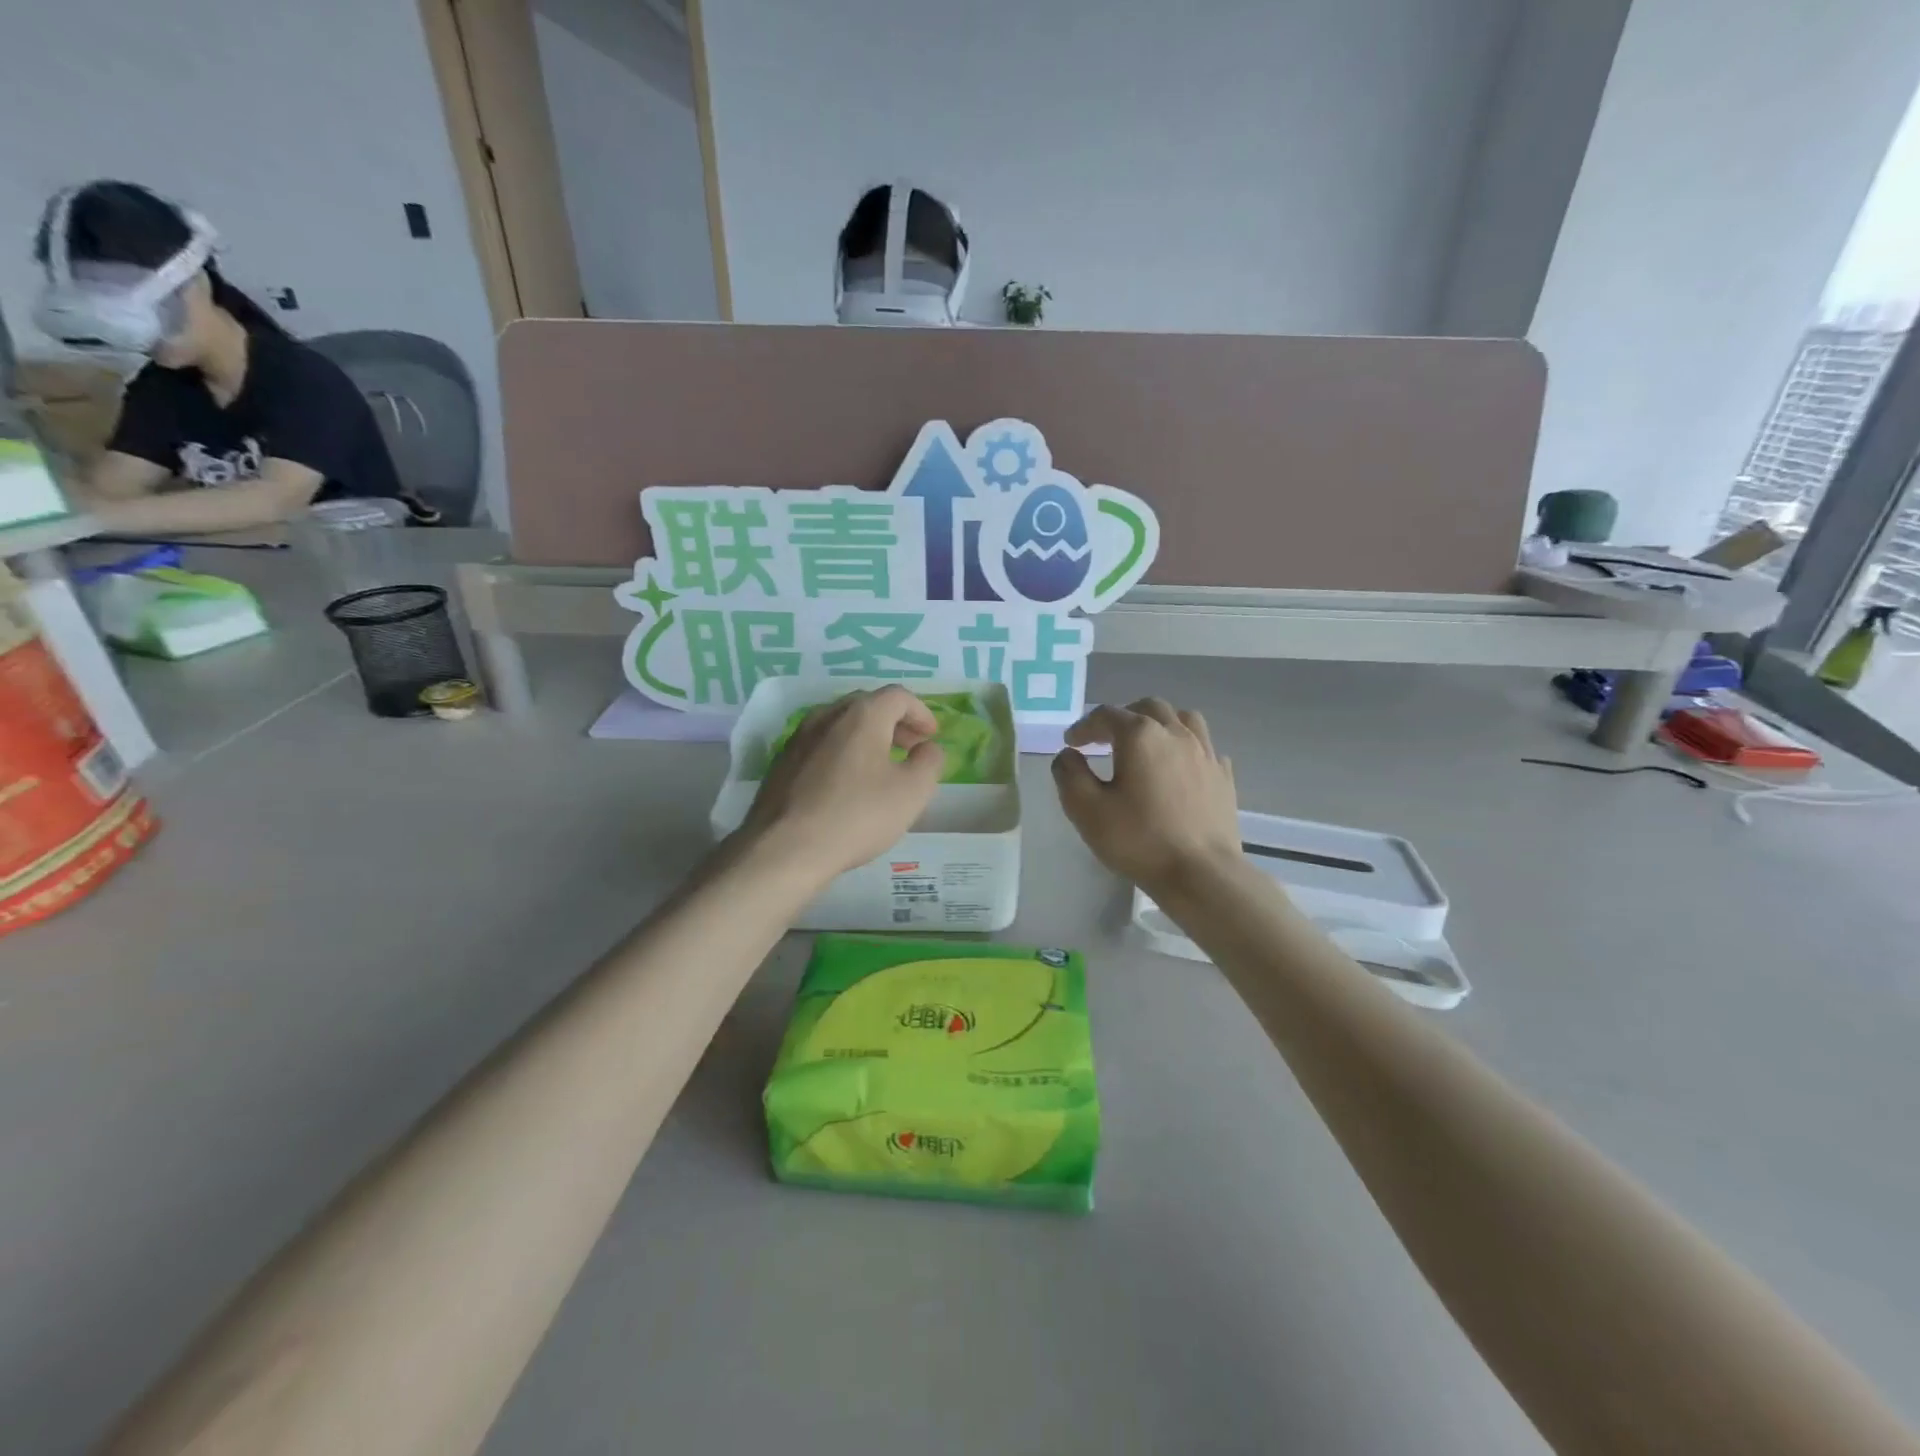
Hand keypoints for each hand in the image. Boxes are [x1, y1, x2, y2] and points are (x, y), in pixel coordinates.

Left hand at [740, 686, 944, 878]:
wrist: (785, 848)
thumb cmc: (857, 815)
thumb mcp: (912, 792)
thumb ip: (929, 762)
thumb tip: (928, 748)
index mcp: (862, 715)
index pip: (899, 696)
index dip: (921, 712)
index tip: (931, 736)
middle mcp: (827, 715)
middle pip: (867, 705)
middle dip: (894, 722)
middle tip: (910, 747)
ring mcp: (799, 737)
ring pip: (841, 724)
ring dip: (866, 737)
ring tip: (880, 765)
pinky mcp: (782, 762)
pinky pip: (821, 745)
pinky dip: (842, 752)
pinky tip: (846, 783)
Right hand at [1052, 698, 1241, 894]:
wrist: (1201, 873)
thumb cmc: (1139, 839)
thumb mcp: (1087, 810)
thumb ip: (1070, 775)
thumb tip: (1068, 755)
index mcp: (1140, 735)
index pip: (1106, 715)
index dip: (1084, 726)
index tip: (1071, 744)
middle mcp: (1176, 733)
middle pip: (1147, 708)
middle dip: (1122, 718)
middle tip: (1105, 740)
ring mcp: (1205, 753)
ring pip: (1182, 719)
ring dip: (1159, 724)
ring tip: (1146, 744)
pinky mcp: (1223, 776)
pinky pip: (1204, 746)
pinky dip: (1186, 748)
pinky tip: (1178, 768)